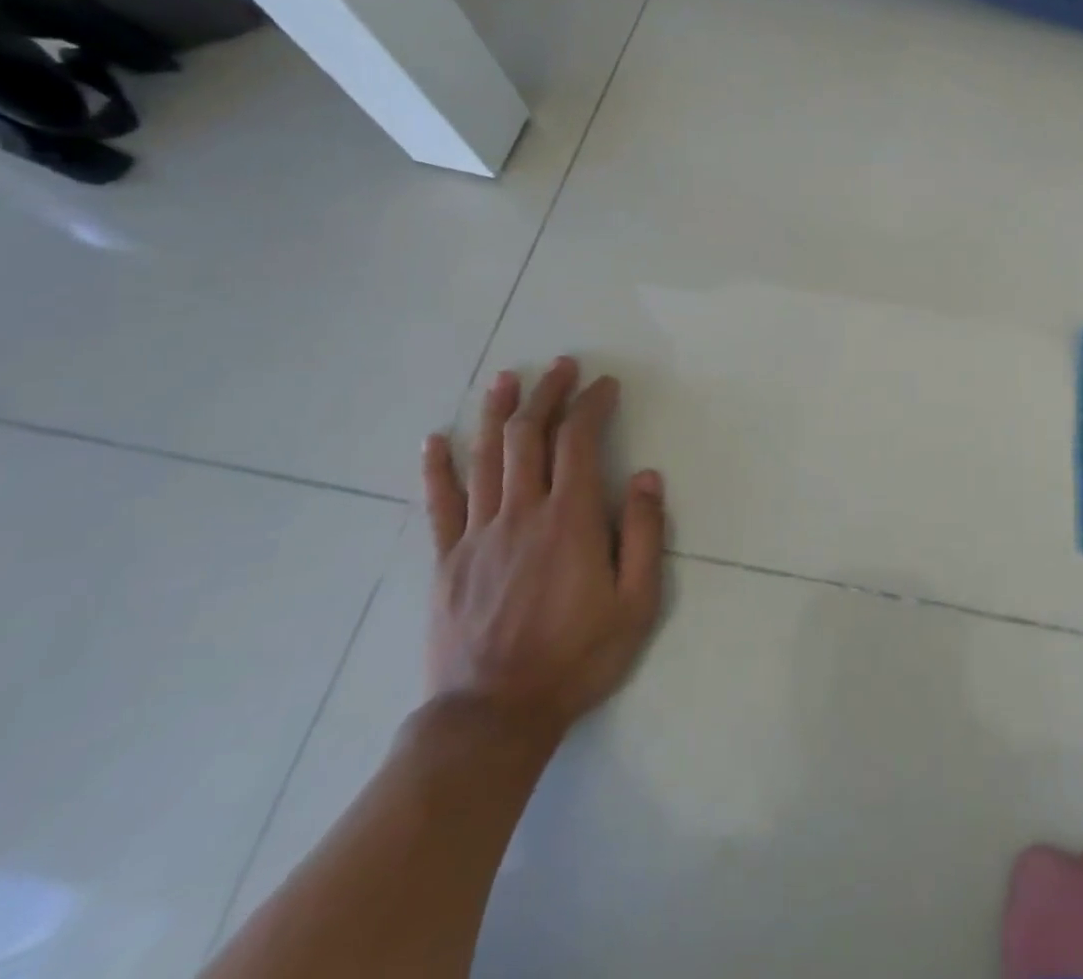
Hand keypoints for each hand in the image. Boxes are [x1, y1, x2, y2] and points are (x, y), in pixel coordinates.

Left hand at [420, 357, 666, 740]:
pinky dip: (437, 467)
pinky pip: (440, 504)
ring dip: (497, 413)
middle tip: (560, 366)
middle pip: (529, 436)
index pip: (579, 442)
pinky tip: (435, 440)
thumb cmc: (576, 658)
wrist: (493, 717)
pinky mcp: (447, 560)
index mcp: (570, 521)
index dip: (591, 405)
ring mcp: (477, 535)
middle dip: (546, 394)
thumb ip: (644, 535)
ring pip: (486, 458)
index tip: (604, 384)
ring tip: (506, 378)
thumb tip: (646, 477)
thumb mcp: (636, 603)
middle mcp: (521, 514)